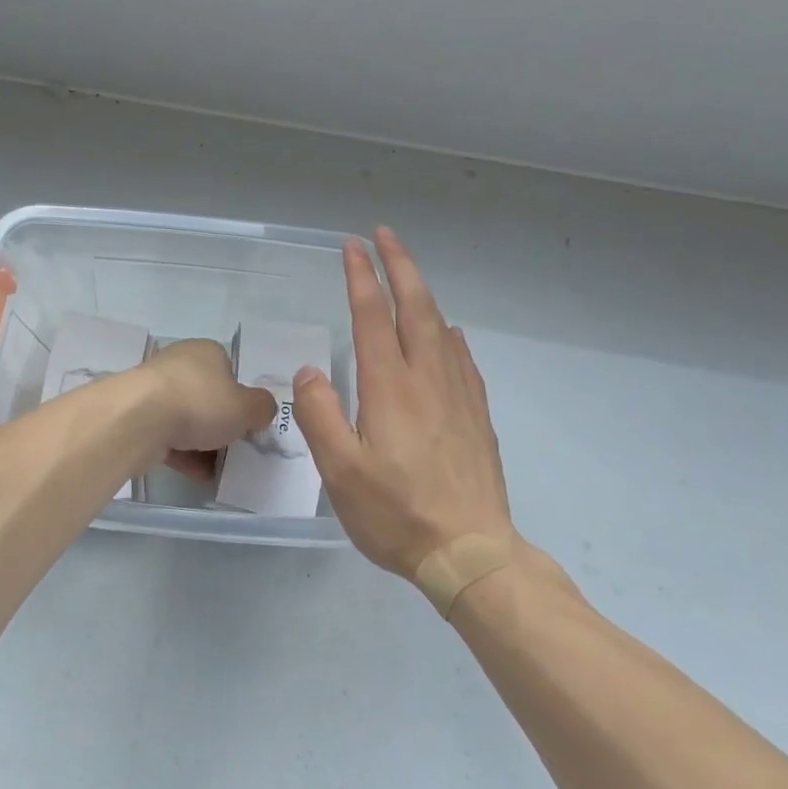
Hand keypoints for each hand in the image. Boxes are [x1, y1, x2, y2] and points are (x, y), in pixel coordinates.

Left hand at [138, 339, 278, 481]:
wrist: (139, 419)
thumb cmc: (200, 403)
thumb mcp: (247, 407)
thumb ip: (262, 407)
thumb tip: (262, 409)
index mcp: (206, 351)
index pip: (230, 371)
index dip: (242, 398)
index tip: (248, 423)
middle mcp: (179, 364)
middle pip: (208, 397)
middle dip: (221, 424)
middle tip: (235, 447)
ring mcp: (155, 390)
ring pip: (187, 419)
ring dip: (203, 444)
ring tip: (220, 469)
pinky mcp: (139, 417)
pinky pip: (169, 437)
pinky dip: (184, 455)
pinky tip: (200, 476)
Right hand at [293, 228, 516, 578]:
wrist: (472, 553)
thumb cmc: (398, 515)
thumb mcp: (341, 473)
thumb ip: (321, 416)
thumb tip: (311, 371)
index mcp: (390, 388)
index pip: (374, 316)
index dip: (362, 277)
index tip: (352, 246)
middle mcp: (428, 379)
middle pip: (416, 307)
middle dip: (400, 266)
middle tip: (384, 235)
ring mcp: (458, 395)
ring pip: (442, 328)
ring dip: (423, 293)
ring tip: (409, 276)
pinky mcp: (477, 416)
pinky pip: (463, 359)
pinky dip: (451, 334)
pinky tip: (450, 334)